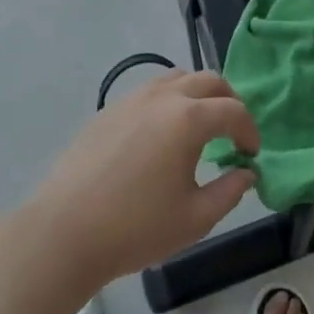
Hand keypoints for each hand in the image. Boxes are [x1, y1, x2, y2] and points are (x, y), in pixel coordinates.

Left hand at [31, 70, 258, 290]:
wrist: (63, 234)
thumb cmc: (136, 228)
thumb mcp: (196, 218)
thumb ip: (230, 191)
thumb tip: (246, 173)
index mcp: (189, 119)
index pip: (234, 110)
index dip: (249, 130)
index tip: (251, 155)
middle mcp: (162, 98)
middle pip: (208, 80)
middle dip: (228, 101)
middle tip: (232, 131)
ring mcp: (130, 101)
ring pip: (176, 79)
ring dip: (197, 95)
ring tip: (198, 126)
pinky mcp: (107, 112)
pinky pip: (148, 93)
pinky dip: (167, 102)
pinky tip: (160, 136)